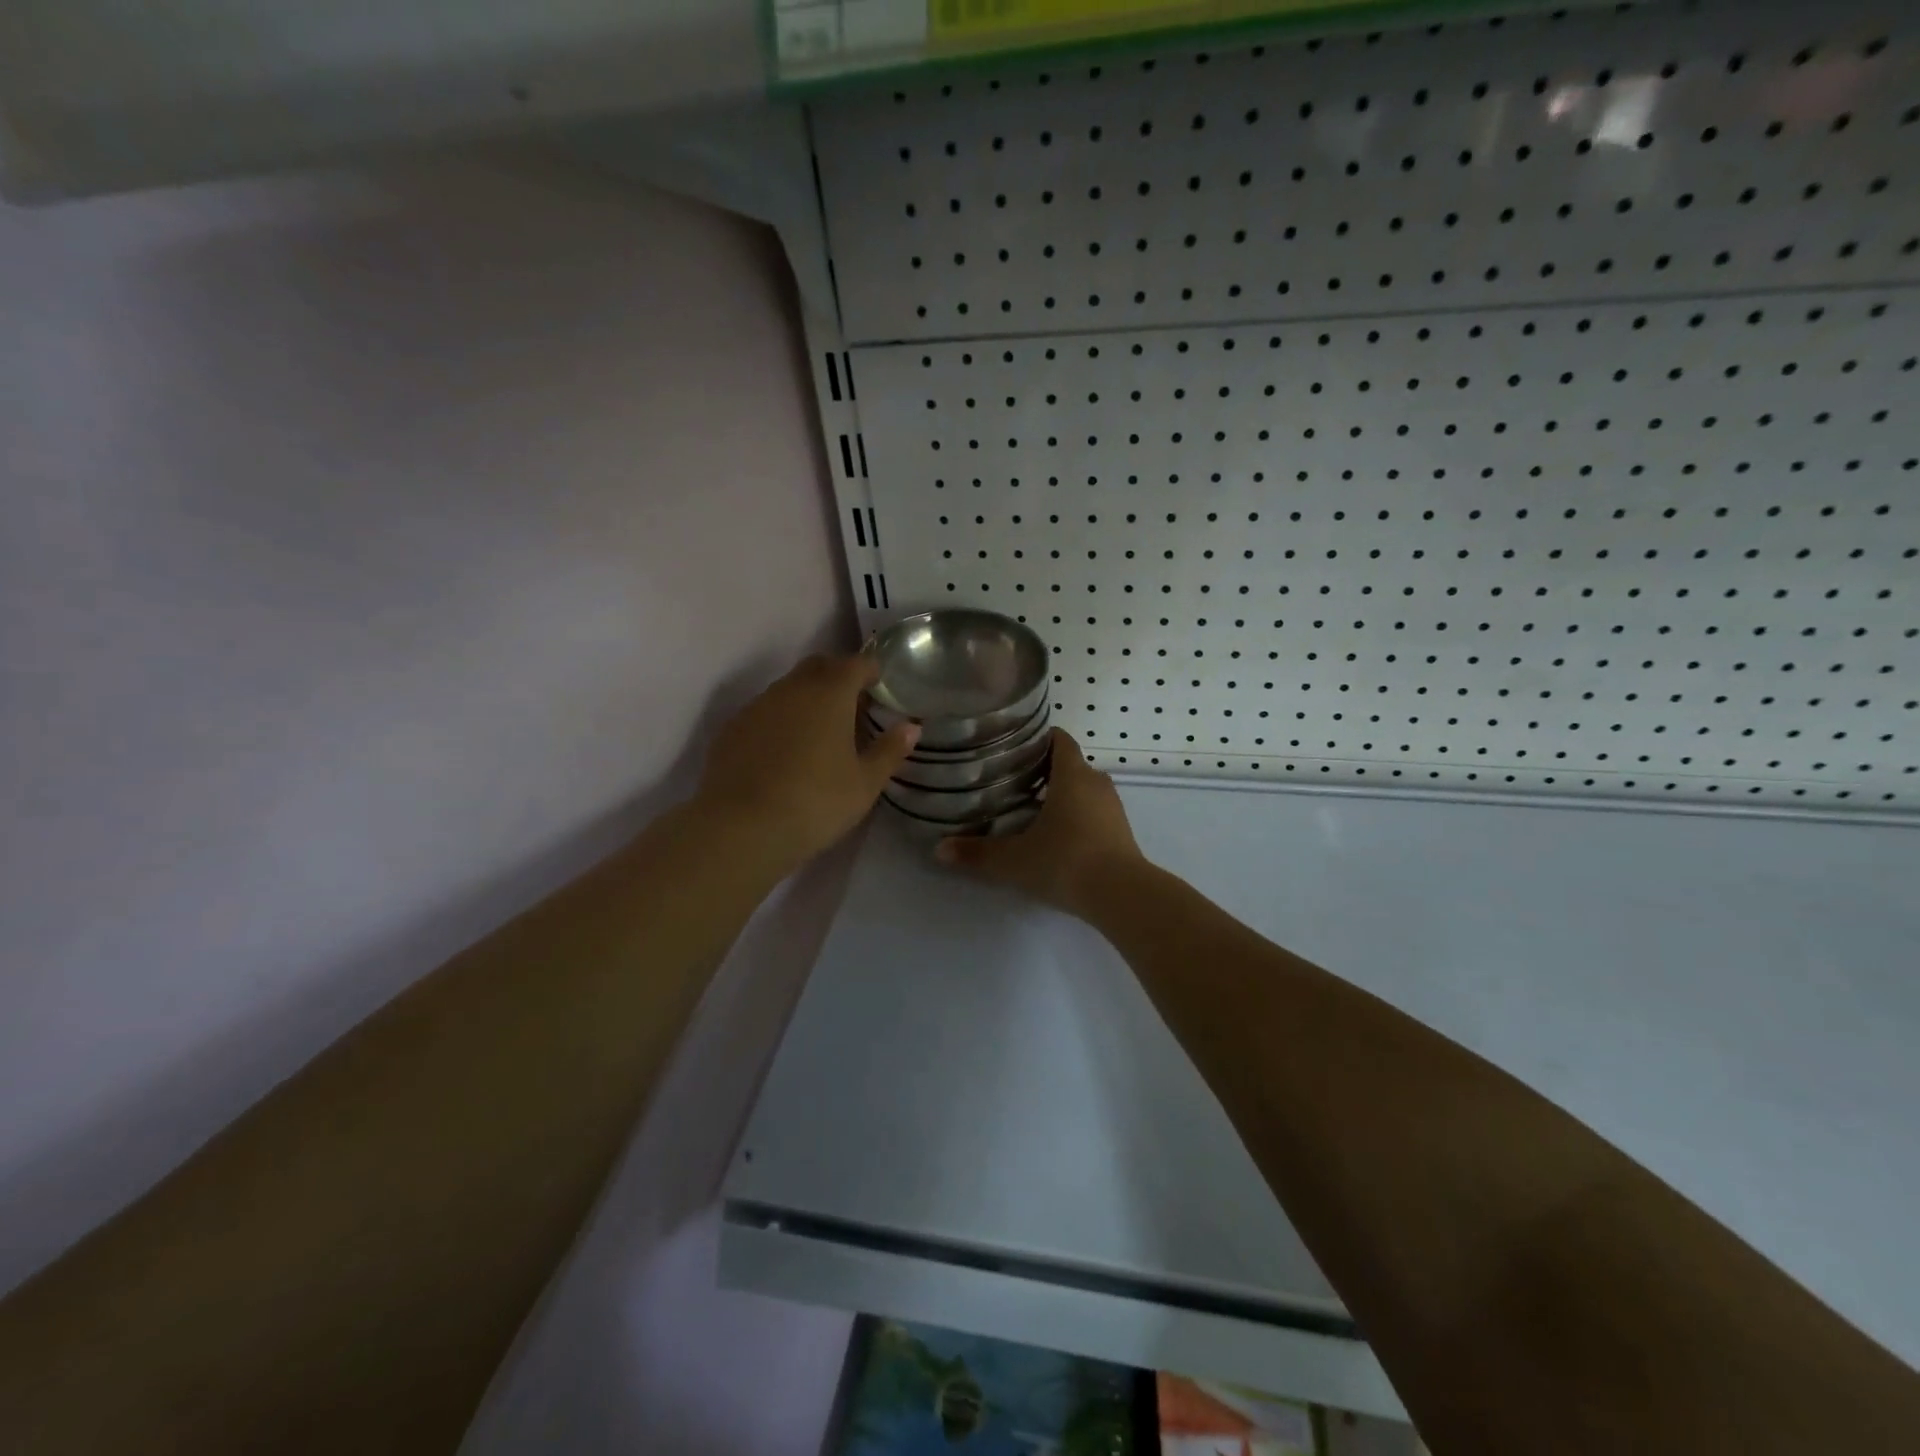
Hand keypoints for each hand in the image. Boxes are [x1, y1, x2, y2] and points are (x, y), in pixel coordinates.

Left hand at [697, 653, 917, 868]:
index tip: (881, 686)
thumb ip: (889, 751)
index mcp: (830, 693)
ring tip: (820, 731)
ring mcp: (757, 706)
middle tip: (854, 706)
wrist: (740, 828)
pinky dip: (781, 719)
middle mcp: (792, 689)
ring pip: (788, 688)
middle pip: (819, 667)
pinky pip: (764, 711)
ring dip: (807, 698)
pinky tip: (785, 751)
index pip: (856, 664)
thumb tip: (911, 726)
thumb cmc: (815, 802)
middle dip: (838, 677)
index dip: (871, 670)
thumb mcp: (864, 783)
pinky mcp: (732, 728)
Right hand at [934, 730, 1145, 919]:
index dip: (1038, 738)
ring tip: (1031, 809)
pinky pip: (1096, 812)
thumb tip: (939, 850)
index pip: (1059, 739)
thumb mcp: (1014, 860)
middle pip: (1070, 765)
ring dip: (1063, 795)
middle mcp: (1096, 783)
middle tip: (1012, 781)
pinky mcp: (1122, 832)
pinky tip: (1057, 837)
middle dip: (1045, 770)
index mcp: (1072, 775)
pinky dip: (1078, 816)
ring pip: (1084, 790)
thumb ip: (977, 853)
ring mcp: (1113, 808)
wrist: (1121, 896)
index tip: (1014, 746)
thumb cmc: (1065, 861)